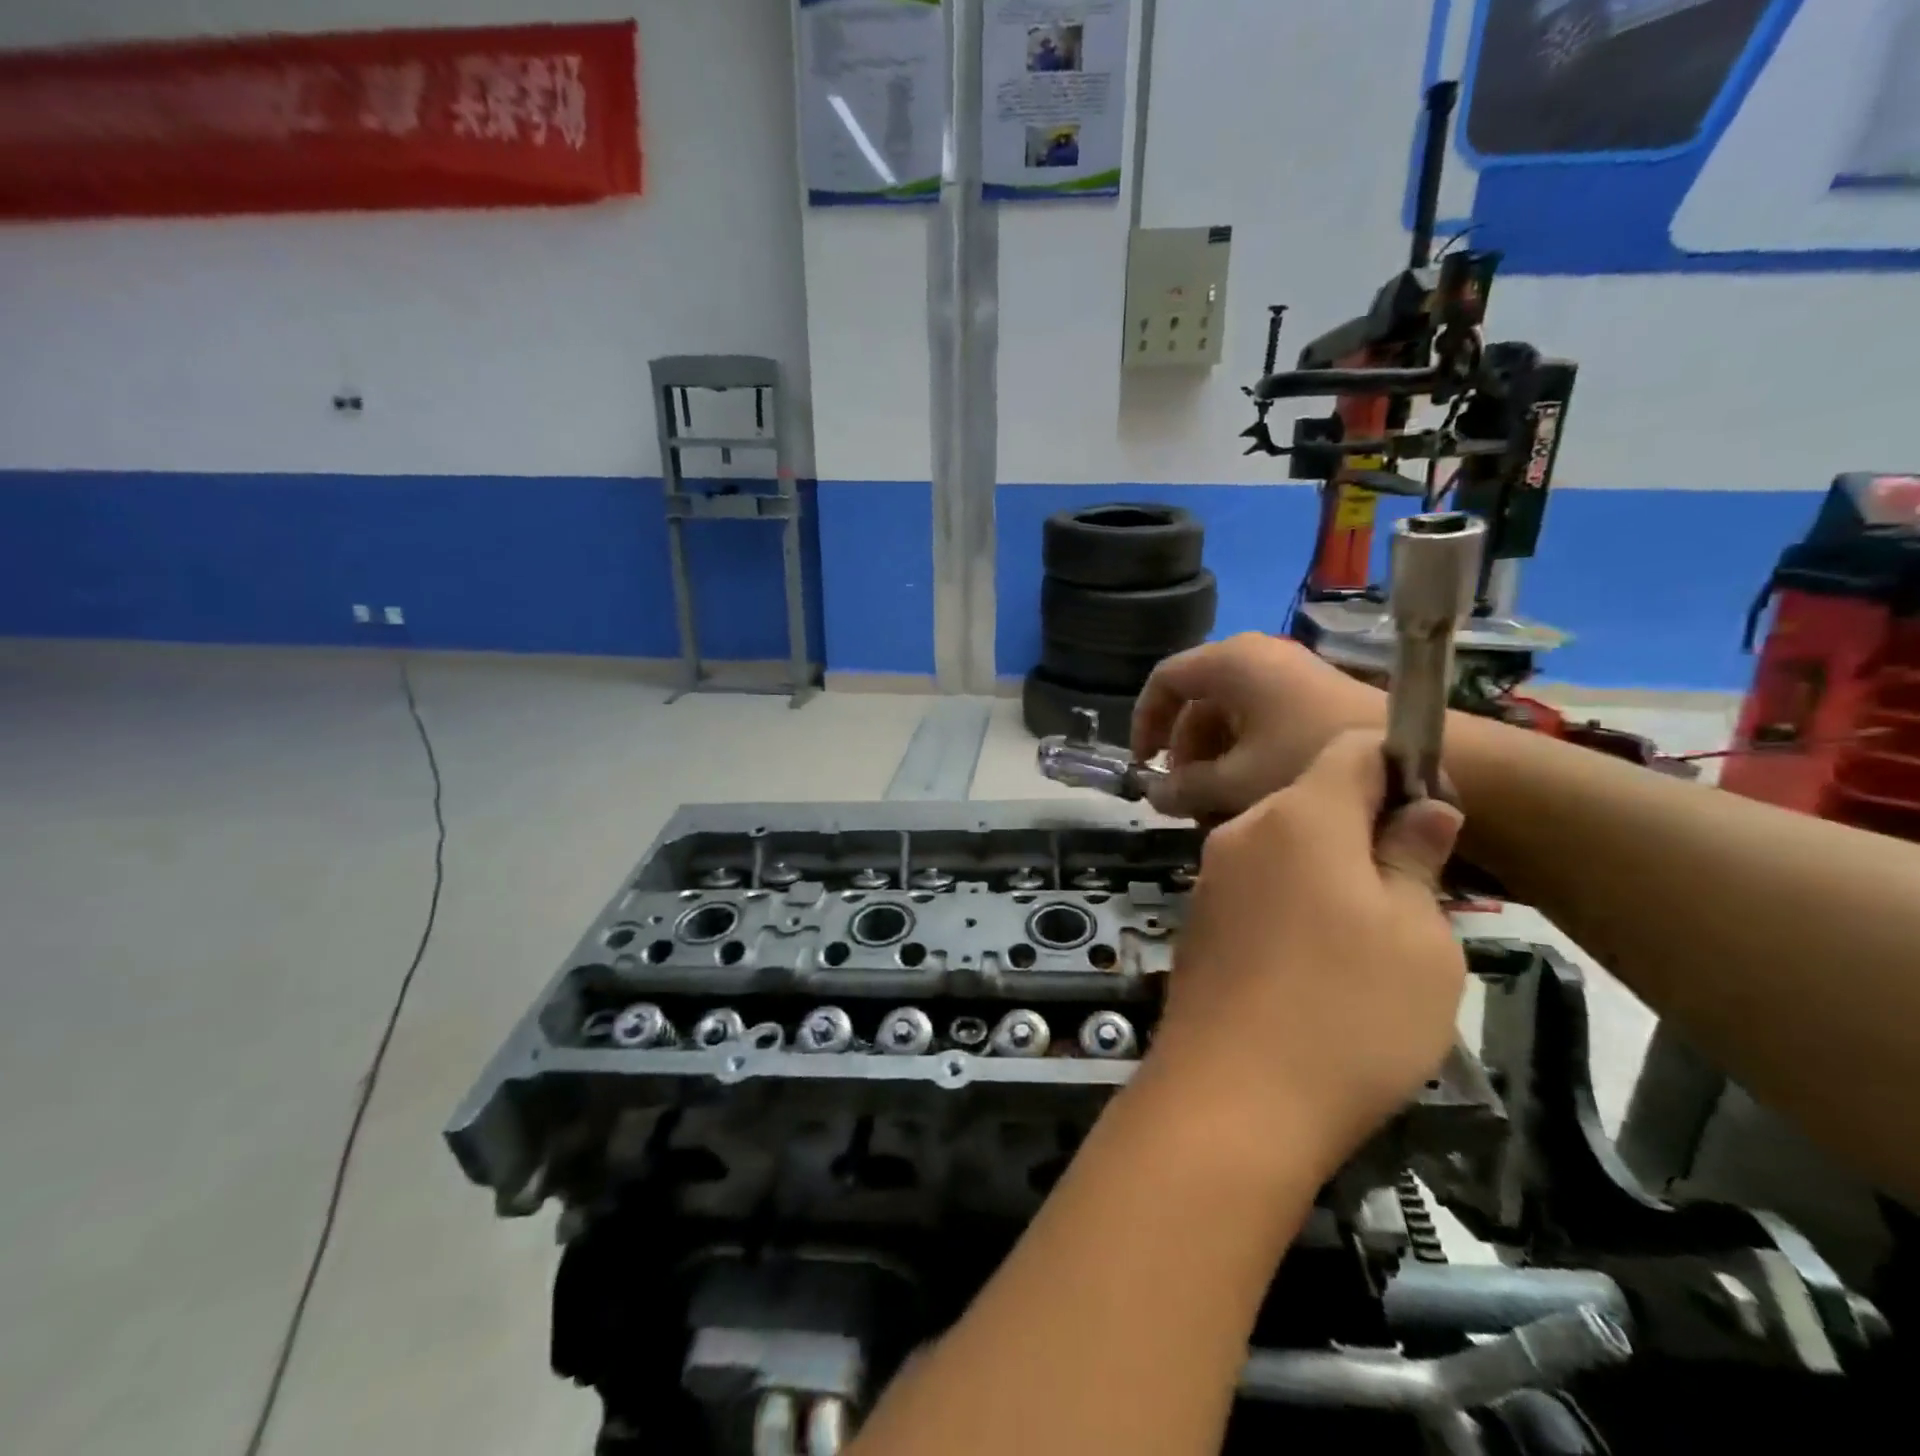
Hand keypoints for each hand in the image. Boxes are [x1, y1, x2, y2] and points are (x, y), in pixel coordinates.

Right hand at [1132, 634, 1384, 823]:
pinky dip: (1241, 754)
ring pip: (1227, 716)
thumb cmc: (1307, 760)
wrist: (1413, 760)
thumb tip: (1153, 795)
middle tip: (1181, 796)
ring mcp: (1284, 676)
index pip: (1164, 680)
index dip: (1145, 722)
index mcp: (1230, 663)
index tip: (1143, 764)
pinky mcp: (1307, 697)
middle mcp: (1254, 658)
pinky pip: (1256, 721)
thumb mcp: (1234, 781)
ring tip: (1213, 805)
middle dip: (1183, 752)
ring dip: (1212, 760)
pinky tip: (1246, 795)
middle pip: (1195, 702)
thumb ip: (1183, 788)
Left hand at [1147, 731, 1466, 1180]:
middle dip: (1366, 829)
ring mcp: (1211, 876)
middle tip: (1413, 897)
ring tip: (1370, 943)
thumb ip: (1415, 859)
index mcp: (1299, 815)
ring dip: (1330, 872)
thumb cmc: (1348, 1013)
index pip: (1351, 749)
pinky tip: (1315, 966)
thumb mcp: (1418, 938)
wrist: (1231, 1096)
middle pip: (1314, 799)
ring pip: (1285, 847)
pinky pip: (1257, 887)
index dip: (1400, 768)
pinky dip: (1292, 902)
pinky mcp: (1198, 920)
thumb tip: (1423, 808)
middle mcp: (1242, 830)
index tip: (1434, 819)